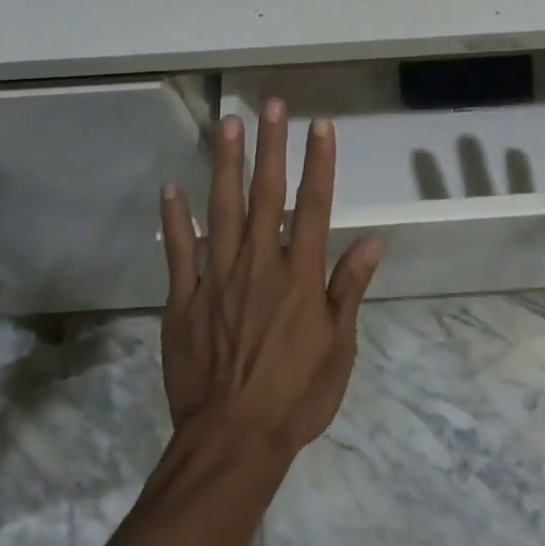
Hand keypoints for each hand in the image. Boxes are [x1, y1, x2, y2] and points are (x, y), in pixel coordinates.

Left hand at [160, 100, 384, 457]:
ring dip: (225, 164)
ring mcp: (217, 279)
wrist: (233, 441)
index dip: (319, 163)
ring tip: (226, 124)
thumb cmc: (296, 397)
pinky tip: (171, 187)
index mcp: (299, 276)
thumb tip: (373, 240)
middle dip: (271, 146)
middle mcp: (259, 265)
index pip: (314, 207)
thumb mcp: (338, 348)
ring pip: (221, 210)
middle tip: (270, 104)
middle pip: (266, 195)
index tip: (320, 125)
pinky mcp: (183, 300)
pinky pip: (179, 252)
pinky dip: (174, 220)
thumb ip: (349, 288)